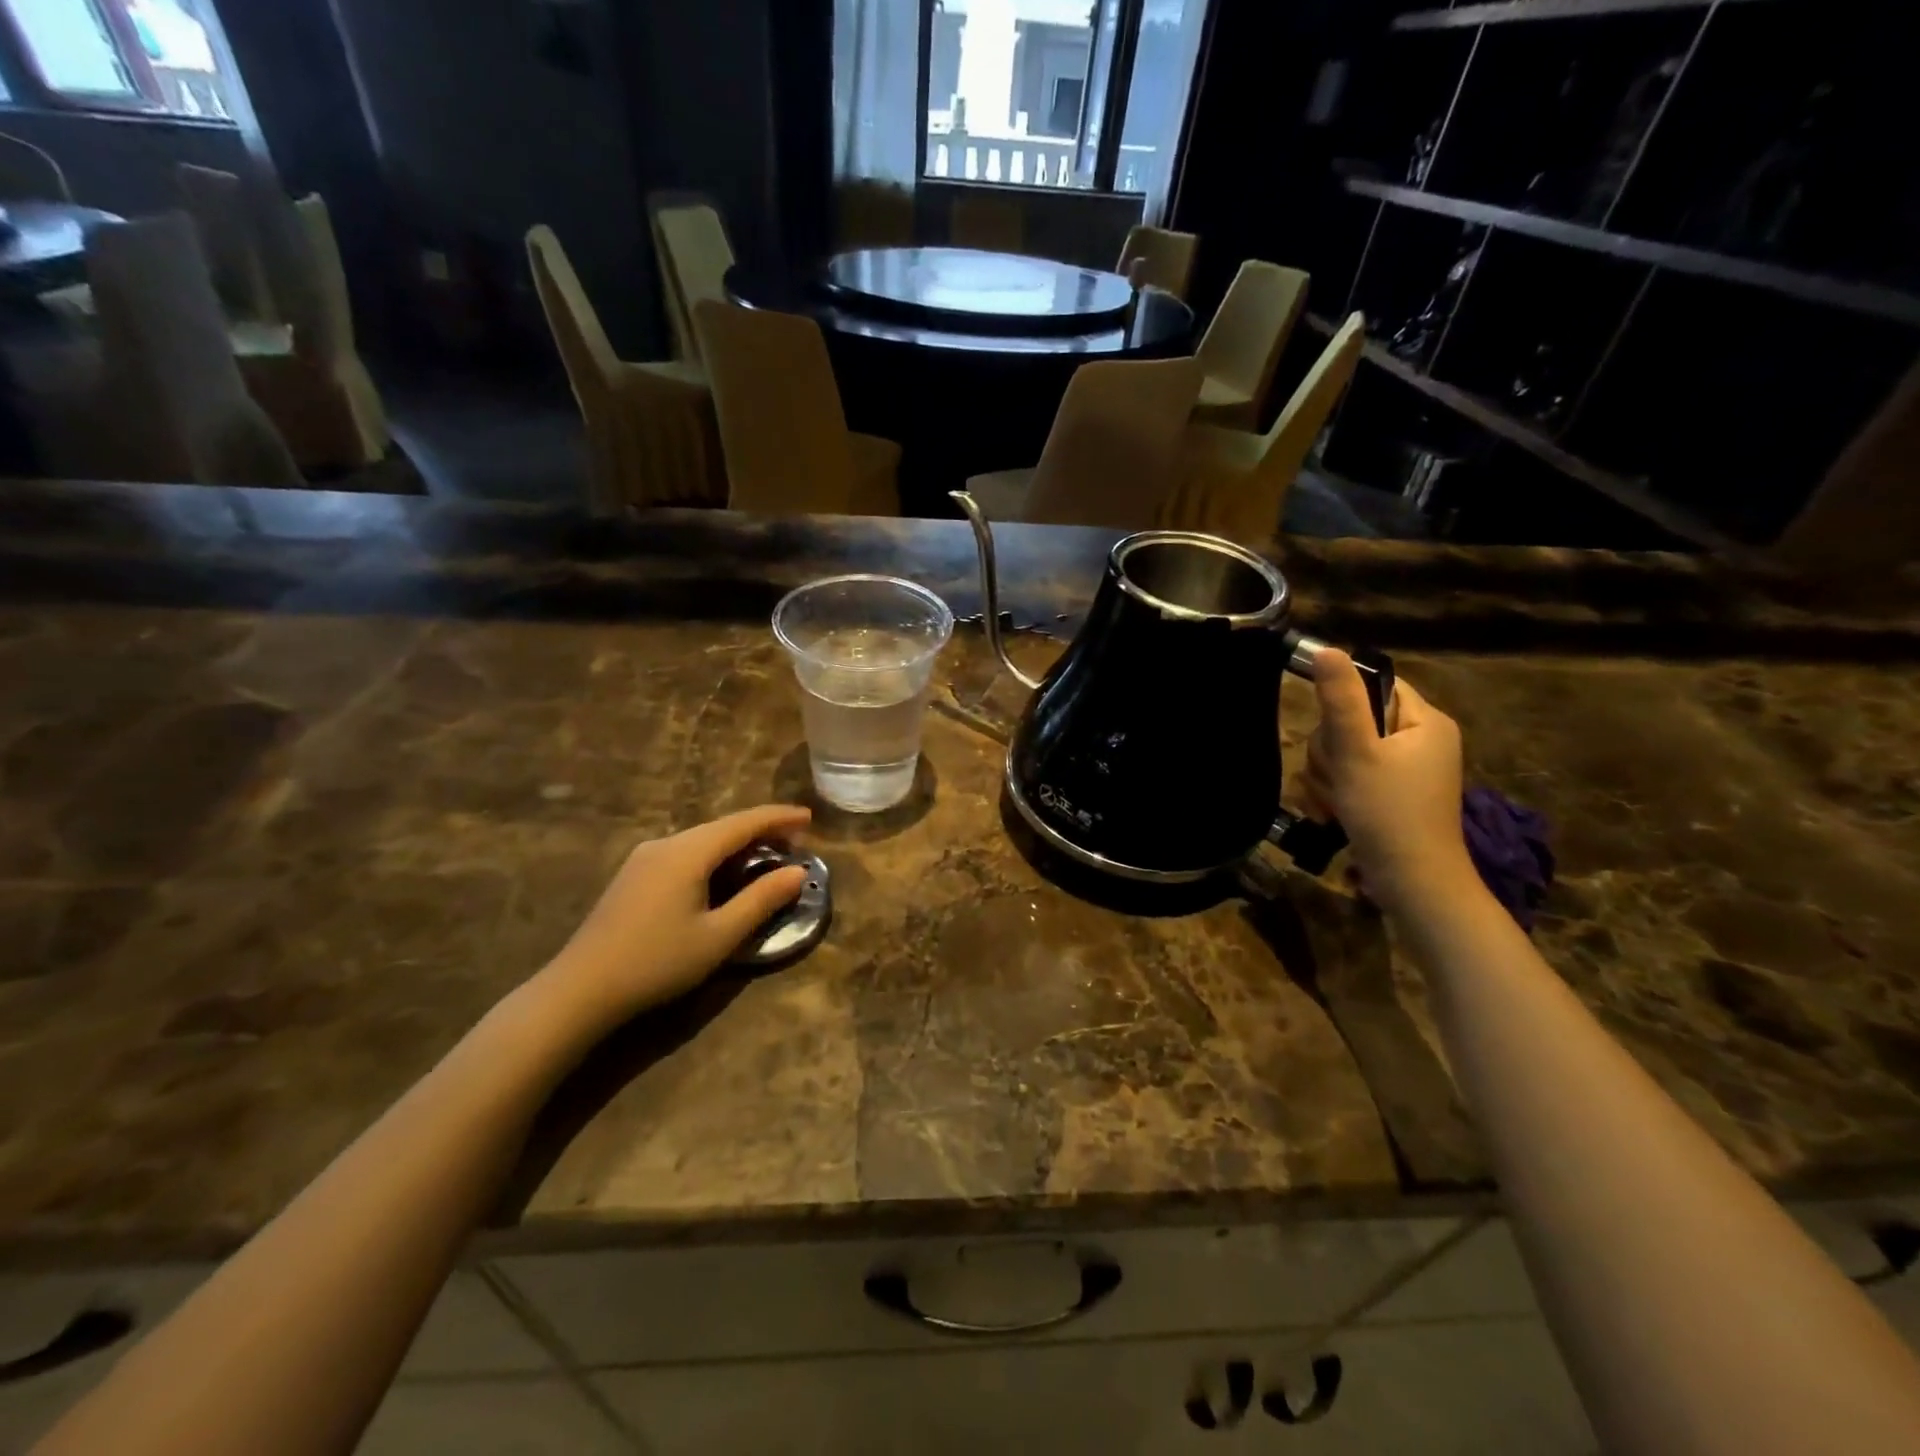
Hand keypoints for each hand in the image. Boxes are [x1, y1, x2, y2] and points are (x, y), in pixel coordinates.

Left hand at [539, 805, 812, 1032]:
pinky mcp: (633, 876)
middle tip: (794, 846)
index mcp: (688, 852)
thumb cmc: (656, 963)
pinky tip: (723, 877)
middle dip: (761, 832)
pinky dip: (714, 857)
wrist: (579, 991)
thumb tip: (799, 873)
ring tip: (765, 860)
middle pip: (722, 827)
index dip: (779, 817)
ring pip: (702, 840)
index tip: (809, 819)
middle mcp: (666, 844)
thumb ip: (761, 900)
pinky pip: (685, 853)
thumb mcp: (719, 936)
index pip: (743, 822)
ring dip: (737, 845)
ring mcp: (644, 858)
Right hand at [1302, 650, 1471, 913]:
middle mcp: (1420, 740)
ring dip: (1328, 775)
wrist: (1412, 884)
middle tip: (1338, 776)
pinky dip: (1336, 792)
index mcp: (1424, 721)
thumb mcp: (1357, 752)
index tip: (1335, 736)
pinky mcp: (1389, 795)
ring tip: (1335, 801)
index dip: (1343, 705)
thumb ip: (1340, 700)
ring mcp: (1405, 770)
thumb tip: (1327, 650)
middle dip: (1331, 750)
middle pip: (1353, 720)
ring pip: (1344, 751)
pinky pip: (1350, 776)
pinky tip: (1333, 813)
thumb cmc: (1388, 813)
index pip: (1375, 685)